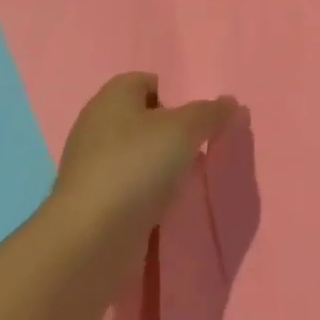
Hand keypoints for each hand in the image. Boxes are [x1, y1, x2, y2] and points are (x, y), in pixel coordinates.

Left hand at [50, 72, 236, 247]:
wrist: (91, 238)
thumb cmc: (137, 165)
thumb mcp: (186, 128)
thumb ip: (210, 112)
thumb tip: (228, 103)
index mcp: (111, 97)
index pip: (146, 81)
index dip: (174, 93)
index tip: (197, 117)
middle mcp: (95, 126)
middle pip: (143, 119)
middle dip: (172, 131)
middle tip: (199, 146)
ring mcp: (91, 166)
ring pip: (137, 154)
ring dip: (162, 164)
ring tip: (188, 178)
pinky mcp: (92, 201)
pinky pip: (129, 186)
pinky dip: (148, 192)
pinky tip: (166, 204)